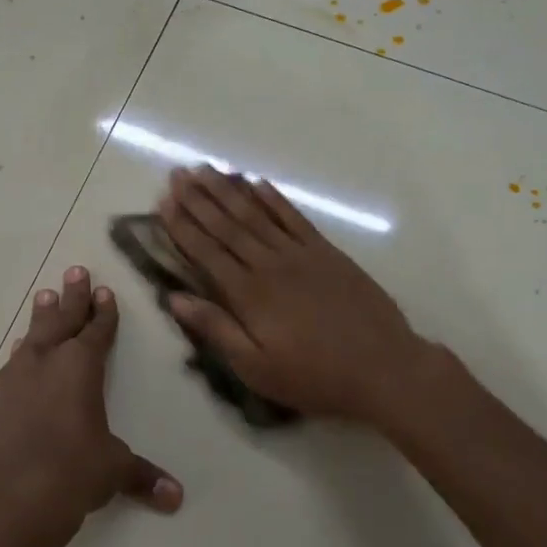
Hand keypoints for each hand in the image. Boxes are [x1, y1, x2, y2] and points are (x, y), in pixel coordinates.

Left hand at [0, 266, 182, 545]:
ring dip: (39, 321)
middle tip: (74, 271)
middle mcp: (43, 363)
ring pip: (28, 340)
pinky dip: (15, 366)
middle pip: (60, 320)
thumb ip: (141, 477)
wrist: (2, 499)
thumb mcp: (111, 472)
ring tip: (43, 298)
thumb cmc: (70, 475)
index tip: (104, 290)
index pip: (97, 332)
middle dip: (71, 297)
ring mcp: (8, 380)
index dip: (104, 313)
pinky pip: (4, 374)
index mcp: (80, 368)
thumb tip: (176, 497)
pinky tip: (12, 370)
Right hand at [159, 167, 431, 425]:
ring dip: (229, 191)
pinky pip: (294, 217)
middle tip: (178, 173)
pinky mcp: (327, 252)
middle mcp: (270, 264)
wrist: (383, 368)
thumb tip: (175, 298)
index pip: (206, 252)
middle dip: (199, 198)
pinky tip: (258, 184)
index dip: (183, 226)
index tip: (163, 202)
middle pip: (228, 225)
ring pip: (257, 214)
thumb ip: (216, 329)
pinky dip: (274, 199)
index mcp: (248, 294)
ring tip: (207, 169)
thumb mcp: (256, 368)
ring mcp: (301, 254)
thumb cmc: (313, 376)